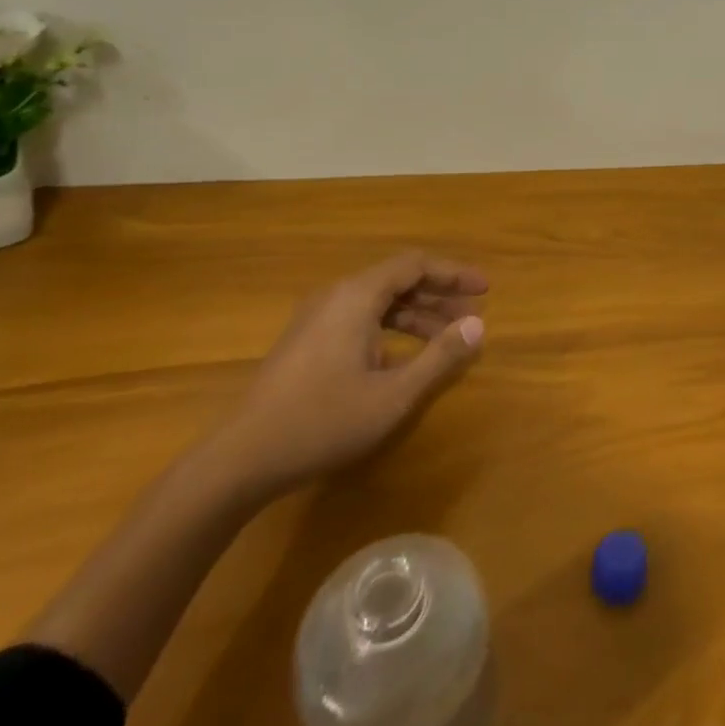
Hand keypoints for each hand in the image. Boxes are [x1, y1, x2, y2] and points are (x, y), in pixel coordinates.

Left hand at [211, 253, 487, 497]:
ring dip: (417, 315)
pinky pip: (360, 319)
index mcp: (357, 296)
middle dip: (439, 295)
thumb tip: (478, 326)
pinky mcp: (307, 341)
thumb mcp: (393, 394)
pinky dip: (391, 329)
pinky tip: (405, 359)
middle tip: (473, 316)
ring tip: (447, 338)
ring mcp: (317, 319)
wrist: (239, 461)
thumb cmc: (322, 422)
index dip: (454, 274)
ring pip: (379, 302)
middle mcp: (336, 296)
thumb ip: (439, 357)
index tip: (485, 290)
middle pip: (398, 280)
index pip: (415, 264)